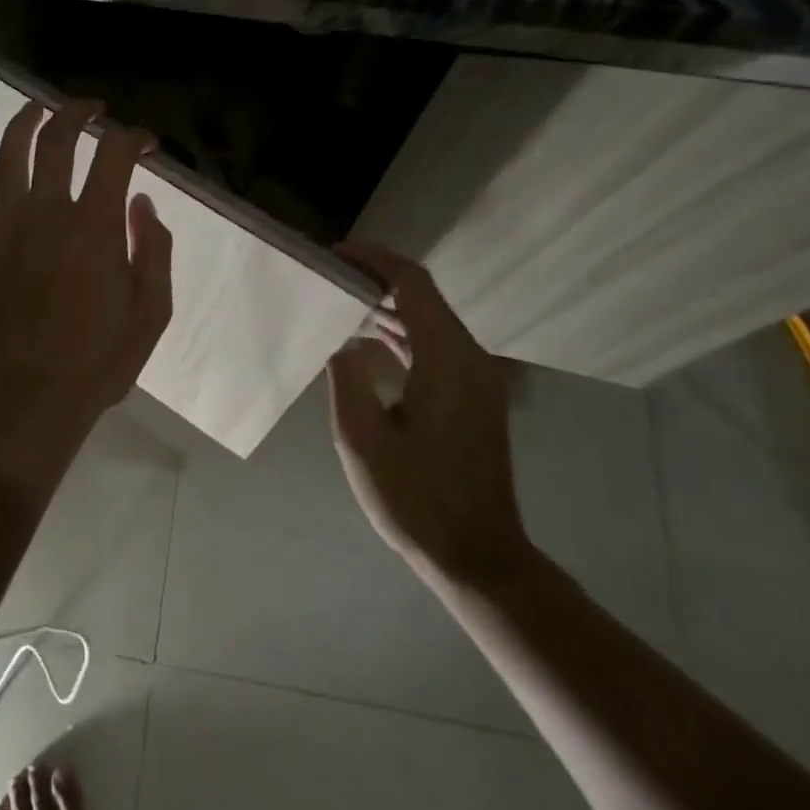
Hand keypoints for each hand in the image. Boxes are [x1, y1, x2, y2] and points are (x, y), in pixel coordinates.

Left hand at [0, 99, 173, 468]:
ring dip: (23, 124)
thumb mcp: (152, 311)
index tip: (146, 143)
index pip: (114, 155)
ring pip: (8, 156)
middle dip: (76, 113)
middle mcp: (47, 213)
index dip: (134, 138)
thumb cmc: (99, 360)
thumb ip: (153, 249)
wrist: (29, 398)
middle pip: (56, 140)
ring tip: (36, 110)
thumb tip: (142, 205)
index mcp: (95, 225)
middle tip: (91, 108)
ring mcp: (5, 228)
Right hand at [326, 240, 532, 586]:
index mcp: (447, 360)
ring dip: (390, 309)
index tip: (337, 253)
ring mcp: (479, 379)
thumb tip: (344, 341)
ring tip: (342, 303)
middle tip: (330, 278)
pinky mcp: (476, 398)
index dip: (375, 260)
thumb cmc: (414, 498)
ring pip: (432, 323)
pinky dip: (406, 336)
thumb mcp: (360, 438)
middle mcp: (471, 359)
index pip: (413, 285)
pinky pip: (439, 348)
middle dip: (378, 281)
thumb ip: (347, 377)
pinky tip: (371, 342)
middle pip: (425, 298)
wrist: (477, 556)